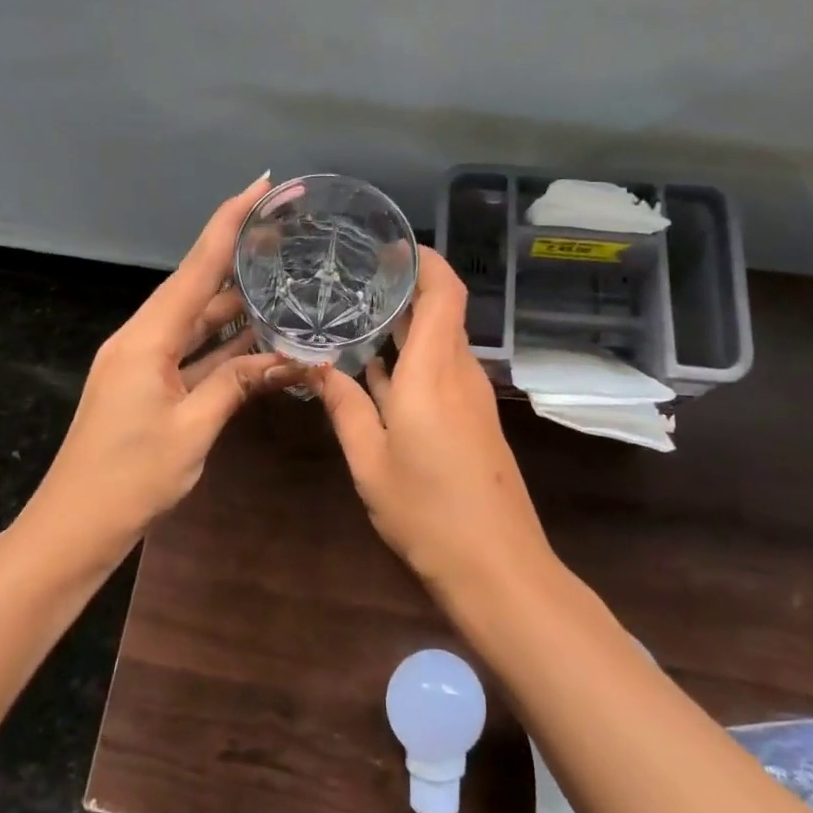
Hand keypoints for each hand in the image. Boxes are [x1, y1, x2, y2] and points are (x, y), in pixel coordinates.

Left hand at [31, 176, 295, 544]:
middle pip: (196, 287)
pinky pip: (192, 352)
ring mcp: (142, 362)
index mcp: (147, 338)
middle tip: (283, 234)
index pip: (196, 267)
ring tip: (281, 281)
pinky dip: (223, 345)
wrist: (74, 526)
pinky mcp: (147, 385)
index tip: (258, 185)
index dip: (228, 222)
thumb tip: (286, 359)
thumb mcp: (193, 429)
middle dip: (237, 258)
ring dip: (235, 306)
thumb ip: (237, 384)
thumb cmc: (130, 478)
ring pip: (197, 322)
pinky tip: (257, 338)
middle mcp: (142, 339)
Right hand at [312, 248, 550, 587]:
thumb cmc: (426, 511)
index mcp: (433, 371)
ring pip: (441, 339)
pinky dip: (414, 355)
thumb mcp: (369, 460)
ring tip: (358, 312)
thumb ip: (344, 406)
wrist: (496, 566)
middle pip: (442, 310)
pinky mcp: (474, 418)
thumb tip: (316, 365)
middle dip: (406, 287)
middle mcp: (459, 372)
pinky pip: (443, 368)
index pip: (444, 292)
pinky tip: (378, 367)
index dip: (424, 260)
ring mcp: (472, 396)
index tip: (389, 246)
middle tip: (357, 276)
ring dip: (408, 323)